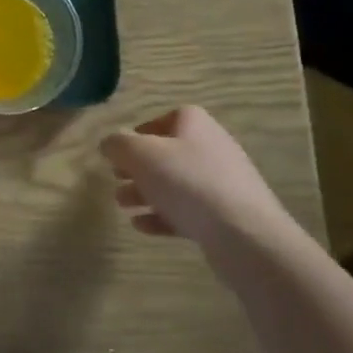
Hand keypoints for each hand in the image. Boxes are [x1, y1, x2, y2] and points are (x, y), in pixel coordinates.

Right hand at [101, 106, 292, 248]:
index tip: (120, 150)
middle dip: (138, 168)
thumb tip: (109, 143)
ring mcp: (221, 184)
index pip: (166, 118)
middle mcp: (212, 148)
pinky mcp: (225, 216)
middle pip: (168, 154)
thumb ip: (118, 144)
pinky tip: (142, 226)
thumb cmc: (187, 182)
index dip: (141, 132)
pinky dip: (162, 216)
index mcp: (195, 124)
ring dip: (145, 193)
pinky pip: (187, 212)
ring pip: (175, 184)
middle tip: (116, 179)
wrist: (243, 234)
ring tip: (123, 205)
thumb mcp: (140, 155)